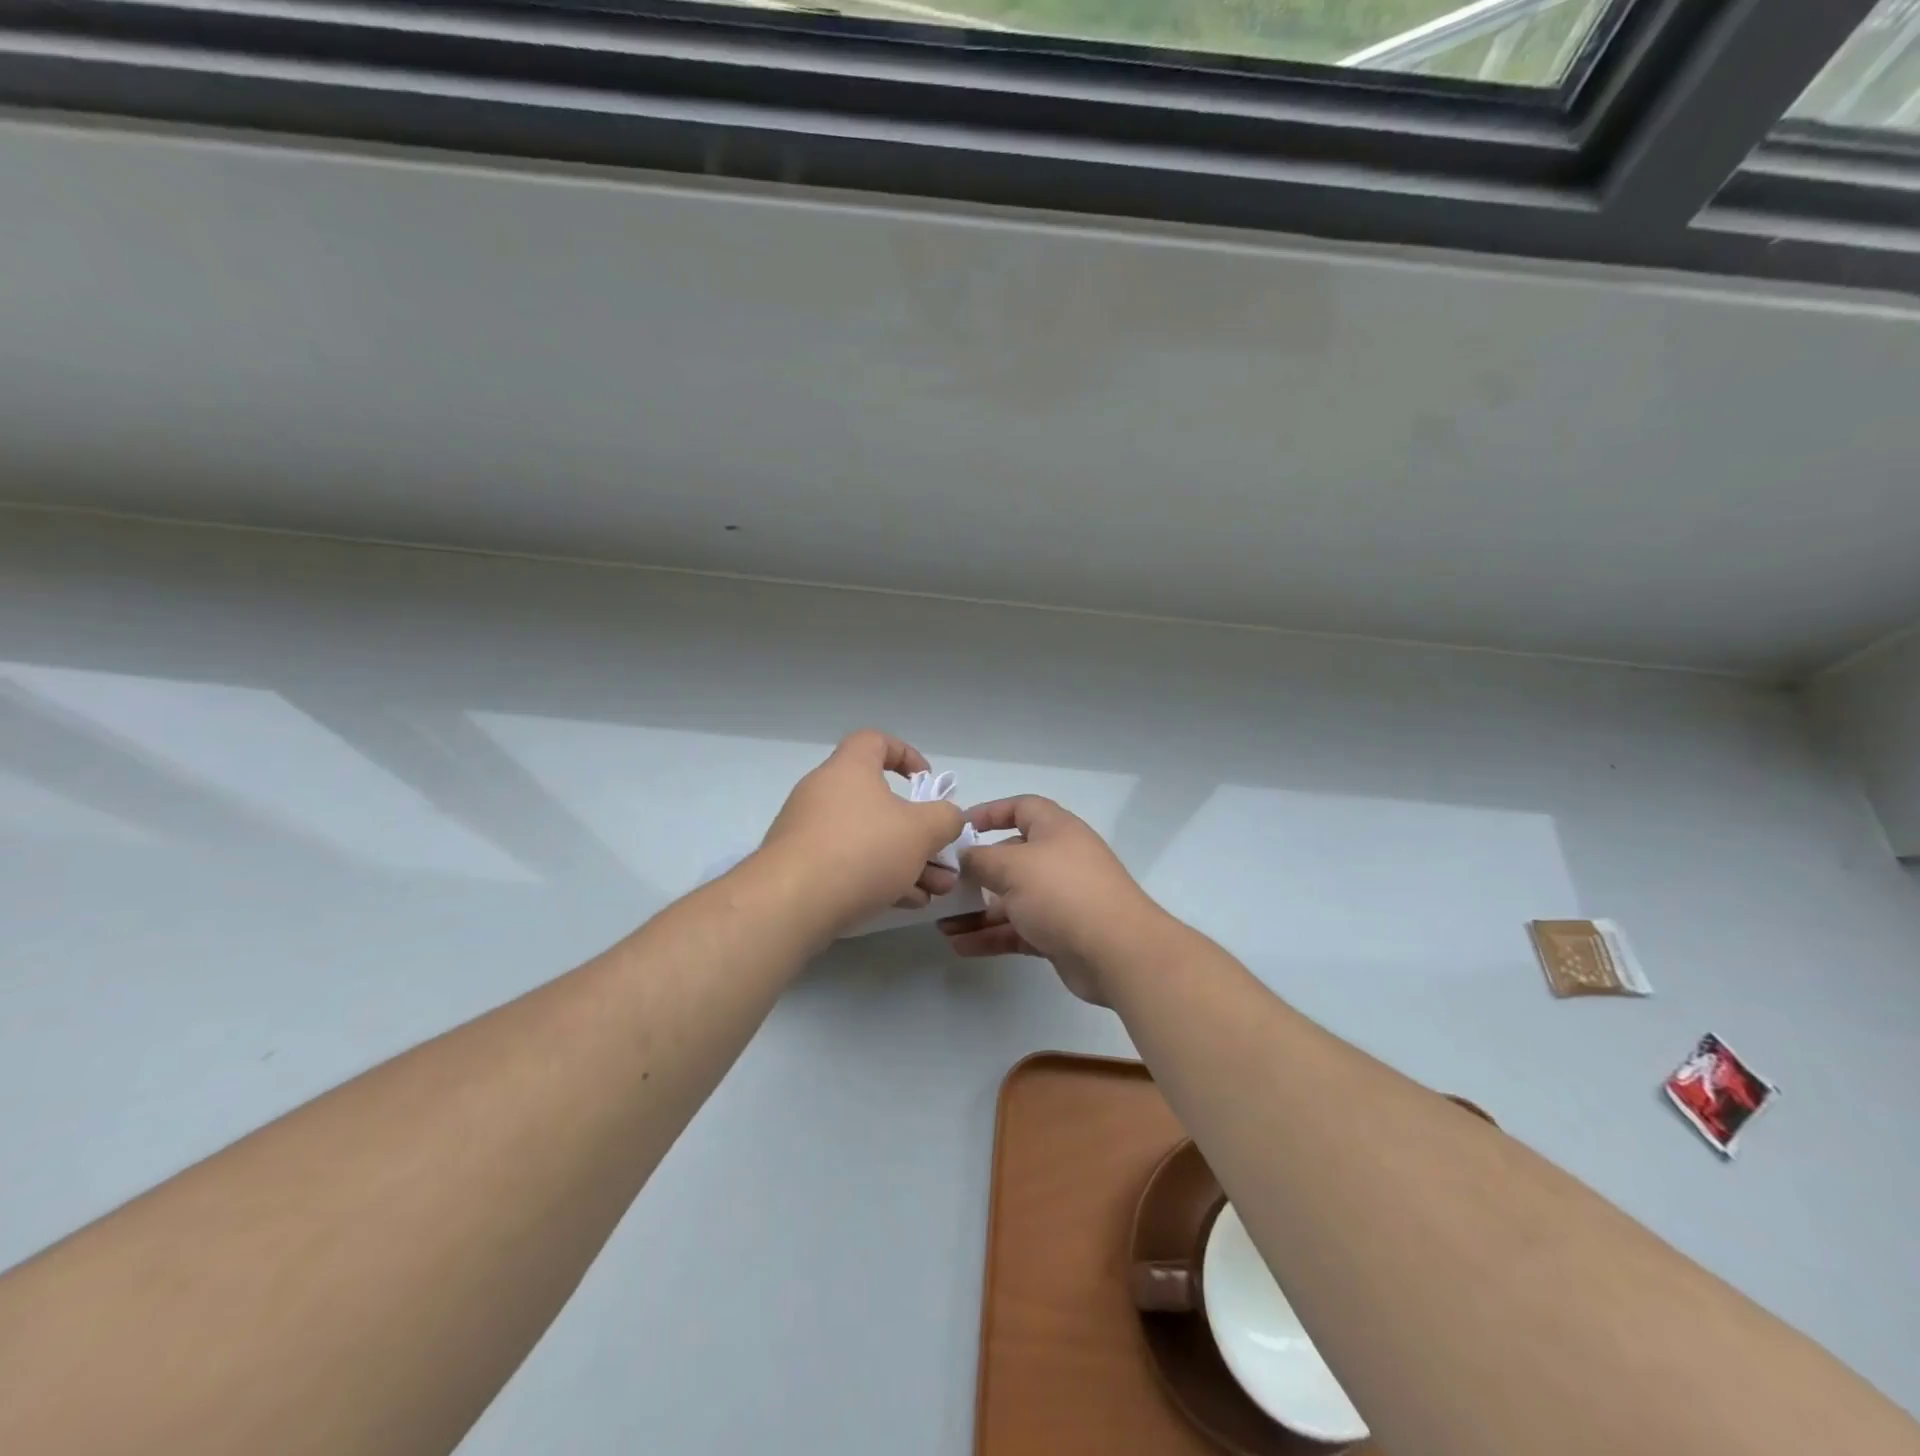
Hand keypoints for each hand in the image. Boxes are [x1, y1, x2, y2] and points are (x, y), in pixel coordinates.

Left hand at [759, 730, 964, 935]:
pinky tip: (906, 902)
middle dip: (917, 830)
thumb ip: (945, 818)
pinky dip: (878, 877)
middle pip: (878, 801)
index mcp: (849, 769)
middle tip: (942, 854)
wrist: (790, 903)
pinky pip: (848, 863)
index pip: (875, 741)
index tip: (926, 781)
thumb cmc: (861, 850)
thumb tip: (948, 816)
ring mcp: (808, 831)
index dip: (905, 754)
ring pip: (867, 838)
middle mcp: (824, 792)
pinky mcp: (801, 867)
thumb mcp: (921, 831)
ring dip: (905, 860)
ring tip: (935, 890)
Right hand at [937, 796, 1167, 1005]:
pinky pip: (1018, 928)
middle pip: (1011, 857)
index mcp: (1056, 830)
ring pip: (1011, 899)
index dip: (990, 813)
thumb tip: (964, 856)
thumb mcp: (1013, 867)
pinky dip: (991, 935)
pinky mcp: (1059, 933)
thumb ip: (980, 859)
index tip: (959, 828)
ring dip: (977, 911)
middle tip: (943, 883)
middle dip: (976, 871)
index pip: (1021, 808)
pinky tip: (960, 945)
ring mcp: (1061, 898)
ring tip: (941, 924)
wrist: (1116, 952)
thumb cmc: (1062, 893)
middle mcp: (1059, 859)